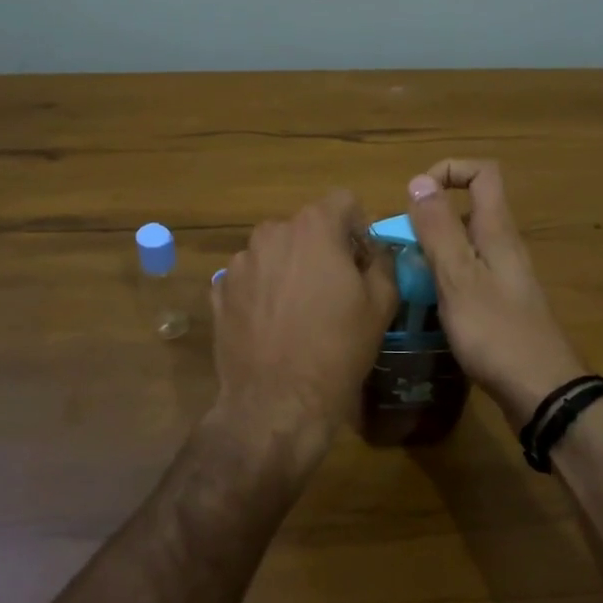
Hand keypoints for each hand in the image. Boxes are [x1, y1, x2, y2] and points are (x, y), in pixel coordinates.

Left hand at [210, 190, 398, 465]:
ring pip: (275, 252)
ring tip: (301, 310)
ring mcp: (239, 262)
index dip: (359, 227)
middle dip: (323, 247)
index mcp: (313, 227)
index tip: (363, 260)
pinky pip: (251, 278)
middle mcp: (271, 233)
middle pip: (306, 226)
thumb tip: (376, 251)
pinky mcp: (220, 291)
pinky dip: (264, 291)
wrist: (277, 401)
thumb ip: (383, 262)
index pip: (343, 201)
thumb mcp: (381, 304)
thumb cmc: (337, 349)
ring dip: (290, 268)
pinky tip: (274, 325)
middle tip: (336, 288)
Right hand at [406, 161, 586, 429]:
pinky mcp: (501, 304)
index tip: (416, 195)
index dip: (449, 170)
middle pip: (471, 209)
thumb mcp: (458, 277)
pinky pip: (469, 274)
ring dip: (435, 249)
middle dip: (432, 216)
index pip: (482, 174)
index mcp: (497, 231)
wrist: (540, 390)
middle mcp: (504, 247)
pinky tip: (428, 304)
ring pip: (466, 244)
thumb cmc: (495, 332)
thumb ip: (438, 229)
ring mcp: (505, 277)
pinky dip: (445, 277)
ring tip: (407, 274)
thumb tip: (419, 181)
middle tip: (403, 243)